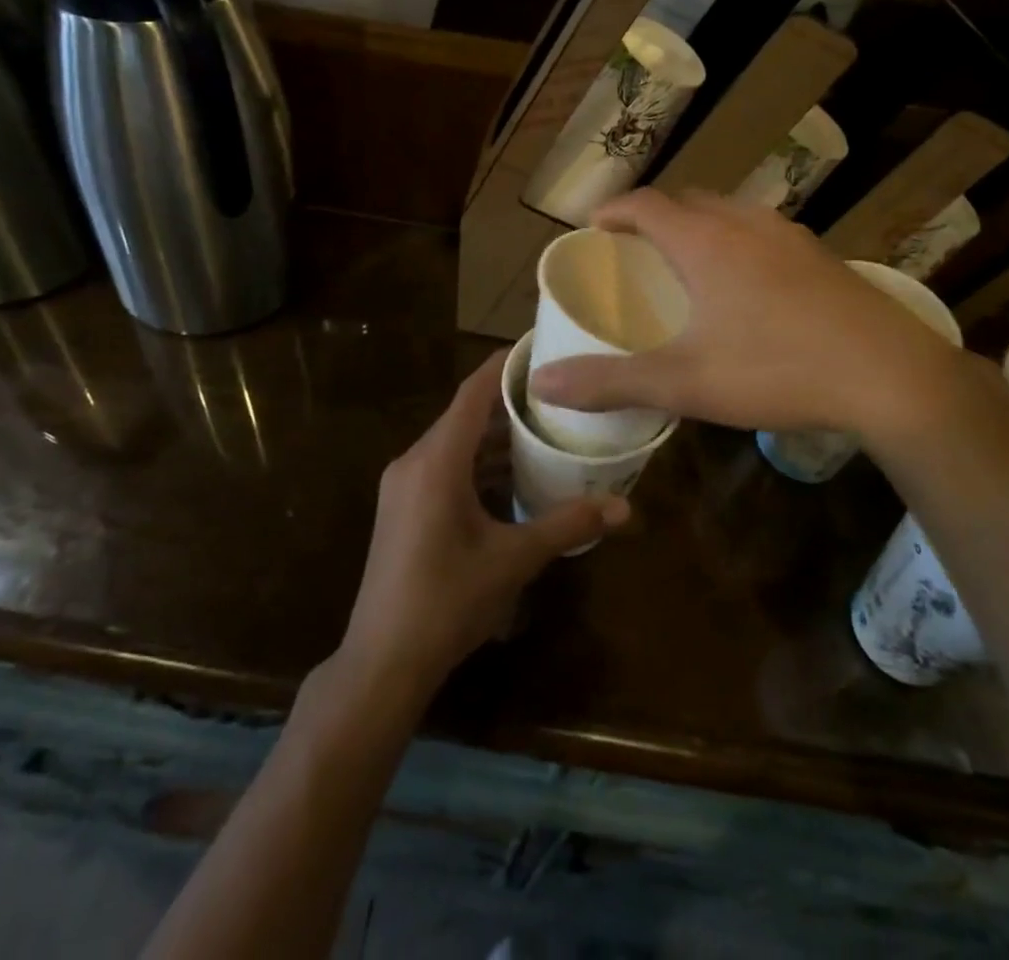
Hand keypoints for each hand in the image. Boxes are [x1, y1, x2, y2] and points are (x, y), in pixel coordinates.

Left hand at [340, 350, 627, 704]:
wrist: (382, 661)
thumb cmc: (446, 602)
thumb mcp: (513, 560)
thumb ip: (567, 526)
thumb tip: (625, 509)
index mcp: (436, 462)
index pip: (472, 393)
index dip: (503, 366)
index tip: (538, 348)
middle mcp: (414, 462)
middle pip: (464, 415)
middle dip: (508, 403)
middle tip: (557, 393)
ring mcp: (403, 485)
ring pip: (454, 443)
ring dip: (494, 437)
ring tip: (544, 429)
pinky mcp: (402, 507)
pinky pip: (444, 467)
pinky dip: (477, 464)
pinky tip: (512, 476)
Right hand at [527, 189, 974, 447]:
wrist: (893, 377)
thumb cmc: (777, 370)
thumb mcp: (685, 383)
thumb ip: (611, 382)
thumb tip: (543, 384)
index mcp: (706, 242)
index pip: (646, 204)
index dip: (614, 210)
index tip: (594, 227)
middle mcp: (746, 225)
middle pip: (689, 200)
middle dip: (655, 216)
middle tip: (636, 249)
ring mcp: (791, 237)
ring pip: (731, 213)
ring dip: (700, 226)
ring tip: (687, 262)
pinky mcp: (823, 257)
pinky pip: (764, 232)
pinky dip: (737, 242)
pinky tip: (748, 286)